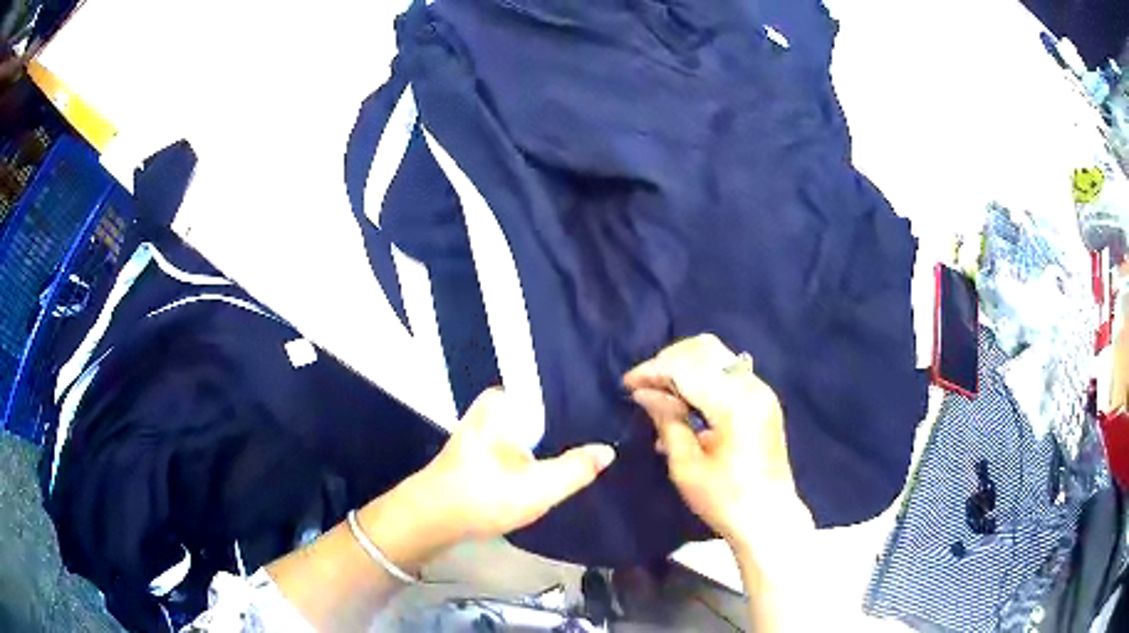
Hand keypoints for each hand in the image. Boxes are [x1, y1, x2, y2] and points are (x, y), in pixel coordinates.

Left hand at [409, 388, 615, 541]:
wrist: (431, 519)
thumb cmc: (484, 496)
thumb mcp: (539, 487)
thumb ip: (577, 468)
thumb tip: (608, 450)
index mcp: (505, 401)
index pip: (555, 393)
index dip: (582, 410)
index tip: (609, 421)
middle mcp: (492, 406)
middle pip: (544, 413)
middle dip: (568, 429)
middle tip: (600, 446)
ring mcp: (482, 426)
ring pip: (530, 431)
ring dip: (550, 445)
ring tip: (582, 456)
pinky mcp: (478, 448)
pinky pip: (516, 442)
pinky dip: (532, 455)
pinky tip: (547, 469)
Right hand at [623, 334, 811, 552]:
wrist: (769, 518)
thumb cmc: (725, 499)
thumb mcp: (686, 466)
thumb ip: (667, 420)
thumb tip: (644, 393)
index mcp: (734, 403)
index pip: (686, 367)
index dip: (653, 371)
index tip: (627, 384)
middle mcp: (752, 386)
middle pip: (704, 349)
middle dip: (669, 361)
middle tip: (645, 386)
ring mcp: (761, 390)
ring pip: (718, 356)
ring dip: (686, 366)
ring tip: (660, 392)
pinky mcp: (763, 400)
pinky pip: (728, 371)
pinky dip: (703, 376)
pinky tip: (684, 400)